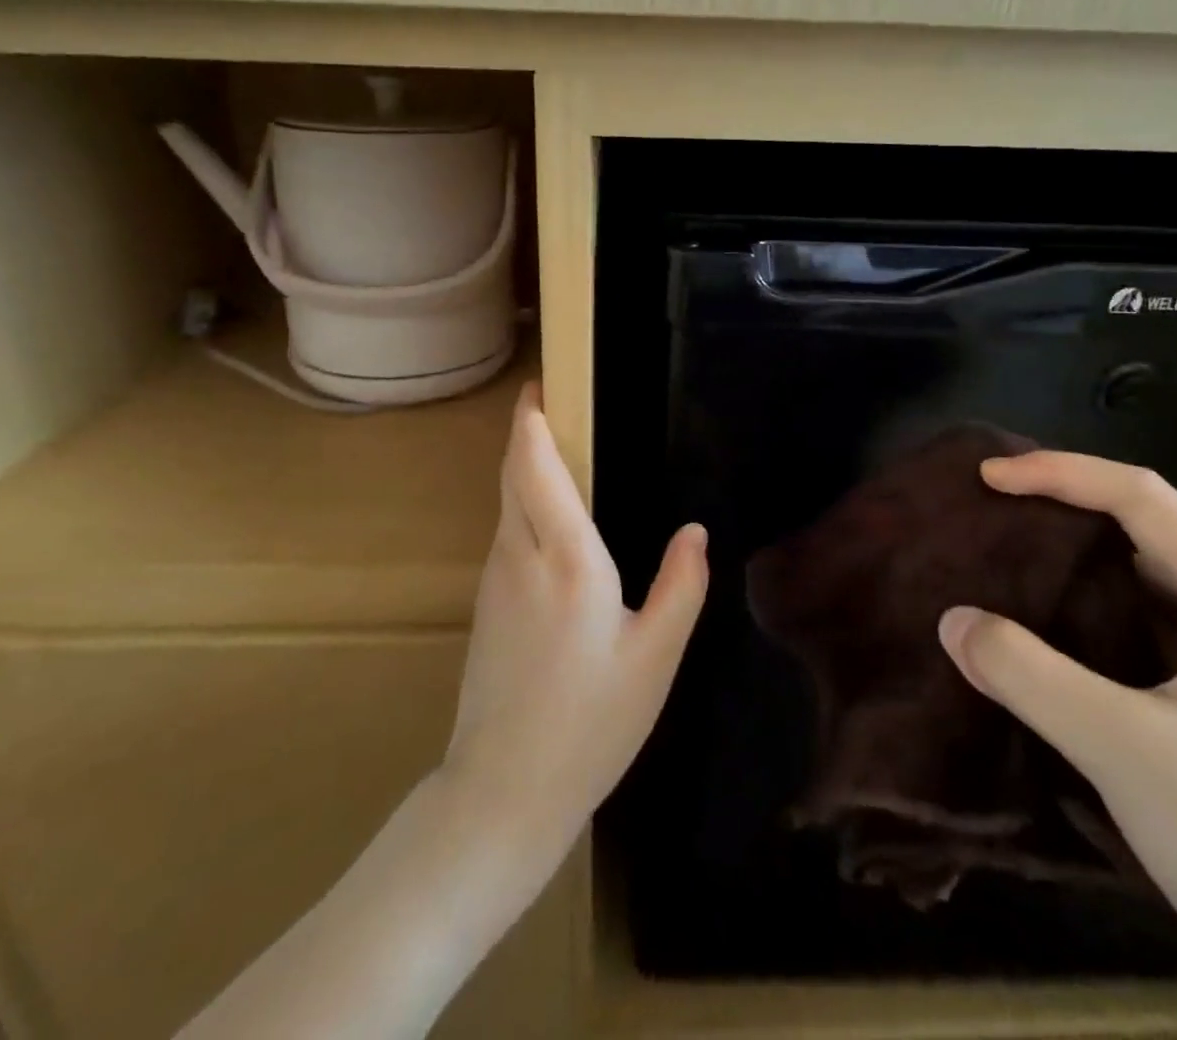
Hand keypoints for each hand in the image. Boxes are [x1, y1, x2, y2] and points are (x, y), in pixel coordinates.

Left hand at [441, 383, 708, 868]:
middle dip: (528, 431)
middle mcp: (520, 554)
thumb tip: (693, 530)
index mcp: (567, 559)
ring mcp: (494, 578)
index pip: (537, 465)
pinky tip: (552, 521)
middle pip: (514, 473)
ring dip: (526, 467)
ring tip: (562, 453)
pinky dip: (523, 503)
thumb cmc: (591, 724)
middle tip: (557, 404)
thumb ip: (680, 586)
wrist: (503, 790)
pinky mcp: (484, 602)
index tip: (542, 386)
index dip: (534, 420)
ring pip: (506, 502)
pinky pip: (505, 532)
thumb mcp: (656, 659)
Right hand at [939, 453, 1176, 1039]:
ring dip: (1071, 559)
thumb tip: (951, 621)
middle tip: (988, 510)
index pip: (1143, 498)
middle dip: (1063, 505)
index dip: (1060, 474)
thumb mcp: (1127, 750)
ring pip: (1140, 579)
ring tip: (1003, 559)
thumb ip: (1030, 676)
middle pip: (1144, 527)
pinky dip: (1081, 612)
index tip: (987, 478)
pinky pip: (1135, 629)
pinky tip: (1041, 633)